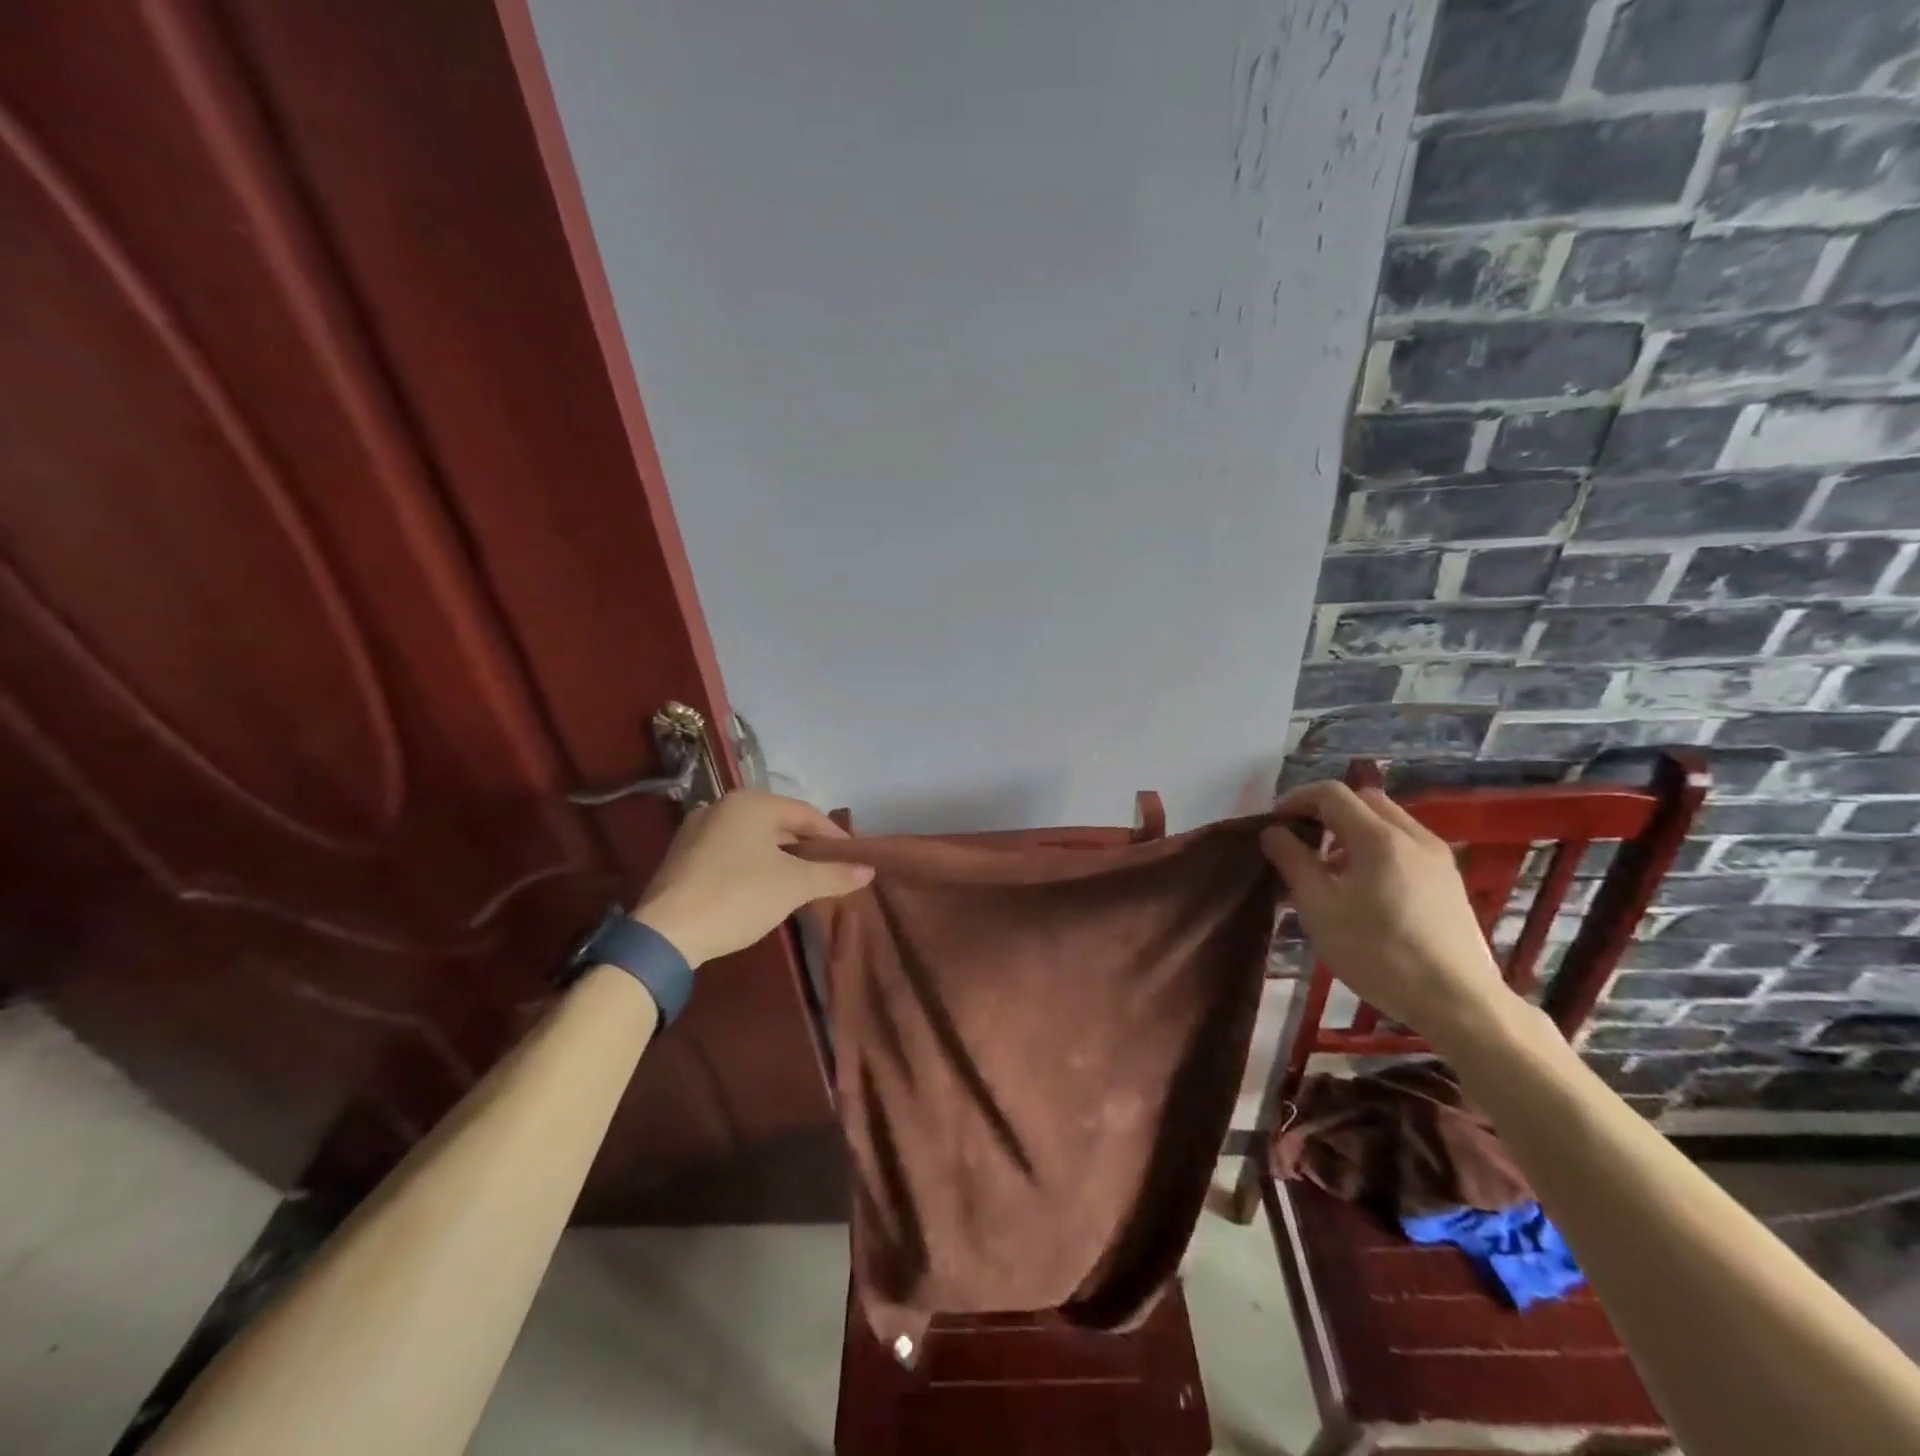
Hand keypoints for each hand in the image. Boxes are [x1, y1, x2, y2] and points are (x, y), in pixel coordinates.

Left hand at [632, 791, 873, 967]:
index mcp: (751, 803)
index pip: (806, 814)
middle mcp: (722, 806)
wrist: (667, 933)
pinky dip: (752, 863)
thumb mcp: (795, 886)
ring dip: (779, 856)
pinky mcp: (682, 855)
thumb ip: (834, 875)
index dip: (834, 837)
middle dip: (806, 846)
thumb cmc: (739, 897)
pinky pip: (730, 851)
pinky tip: (762, 886)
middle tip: (829, 869)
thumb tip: (869, 870)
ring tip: (800, 879)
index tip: (853, 858)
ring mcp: (697, 829)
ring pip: (753, 838)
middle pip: (778, 823)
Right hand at [1259, 781, 1509, 1047]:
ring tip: (1329, 866)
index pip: (1332, 794)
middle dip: (1326, 810)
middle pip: (1364, 800)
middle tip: (1300, 838)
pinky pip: (1405, 843)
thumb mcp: (1320, 910)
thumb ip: (1293, 863)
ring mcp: (1438, 857)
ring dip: (1352, 828)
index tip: (1274, 822)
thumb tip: (1273, 831)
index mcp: (1379, 838)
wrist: (1458, 1003)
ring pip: (1388, 820)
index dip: (1297, 799)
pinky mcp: (1449, 879)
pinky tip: (1364, 885)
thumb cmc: (1378, 954)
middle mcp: (1413, 836)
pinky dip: (1376, 846)